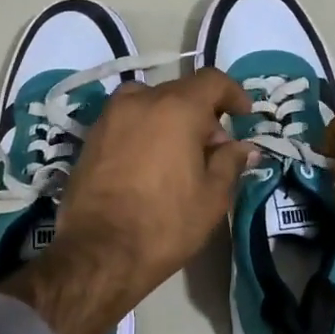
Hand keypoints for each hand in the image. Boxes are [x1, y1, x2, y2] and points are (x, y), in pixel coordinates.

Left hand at [1, 70, 254, 333]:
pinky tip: (151, 164)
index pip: (212, 81)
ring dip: (170, 120)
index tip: (245, 115)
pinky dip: (145, 131)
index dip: (233, 94)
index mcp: (175, 108)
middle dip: (203, 114)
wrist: (99, 252)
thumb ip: (230, 162)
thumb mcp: (213, 196)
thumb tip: (244, 146)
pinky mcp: (90, 138)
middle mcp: (139, 101)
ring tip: (180, 156)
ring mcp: (109, 117)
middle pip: (180, 92)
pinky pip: (127, 122)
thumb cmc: (165, 223)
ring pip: (150, 104)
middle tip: (215, 150)